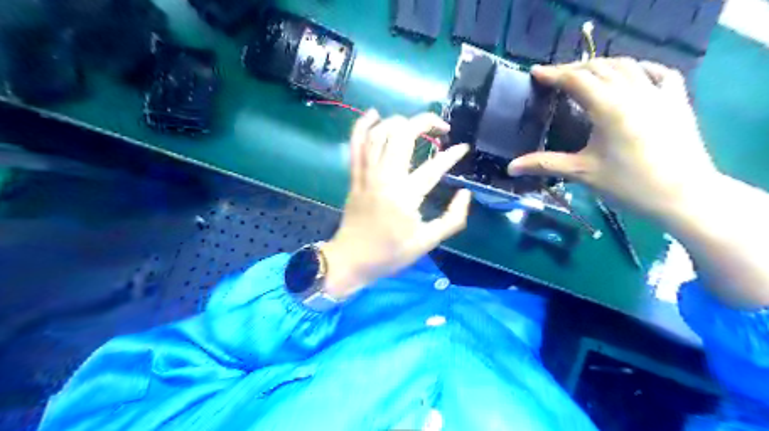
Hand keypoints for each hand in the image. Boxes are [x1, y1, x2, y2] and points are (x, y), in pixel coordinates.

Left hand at [320, 111, 475, 299]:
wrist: (351, 259)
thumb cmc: (390, 253)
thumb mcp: (427, 242)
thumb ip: (452, 219)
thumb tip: (465, 194)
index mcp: (405, 197)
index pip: (434, 167)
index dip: (452, 155)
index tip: (463, 148)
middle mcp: (385, 179)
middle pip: (402, 136)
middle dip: (425, 122)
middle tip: (441, 128)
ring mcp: (366, 175)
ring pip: (379, 134)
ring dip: (399, 122)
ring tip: (416, 124)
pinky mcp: (354, 176)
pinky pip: (355, 144)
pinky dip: (362, 125)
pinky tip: (374, 114)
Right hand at [510, 58, 718, 216]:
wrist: (682, 195)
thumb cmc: (628, 185)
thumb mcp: (582, 173)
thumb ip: (544, 164)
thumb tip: (510, 168)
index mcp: (609, 107)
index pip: (576, 79)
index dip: (553, 74)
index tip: (535, 73)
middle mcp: (634, 91)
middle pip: (599, 67)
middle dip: (574, 68)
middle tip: (554, 78)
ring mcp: (658, 93)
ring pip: (626, 65)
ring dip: (601, 65)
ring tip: (584, 75)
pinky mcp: (676, 100)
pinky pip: (658, 72)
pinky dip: (639, 68)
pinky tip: (631, 74)